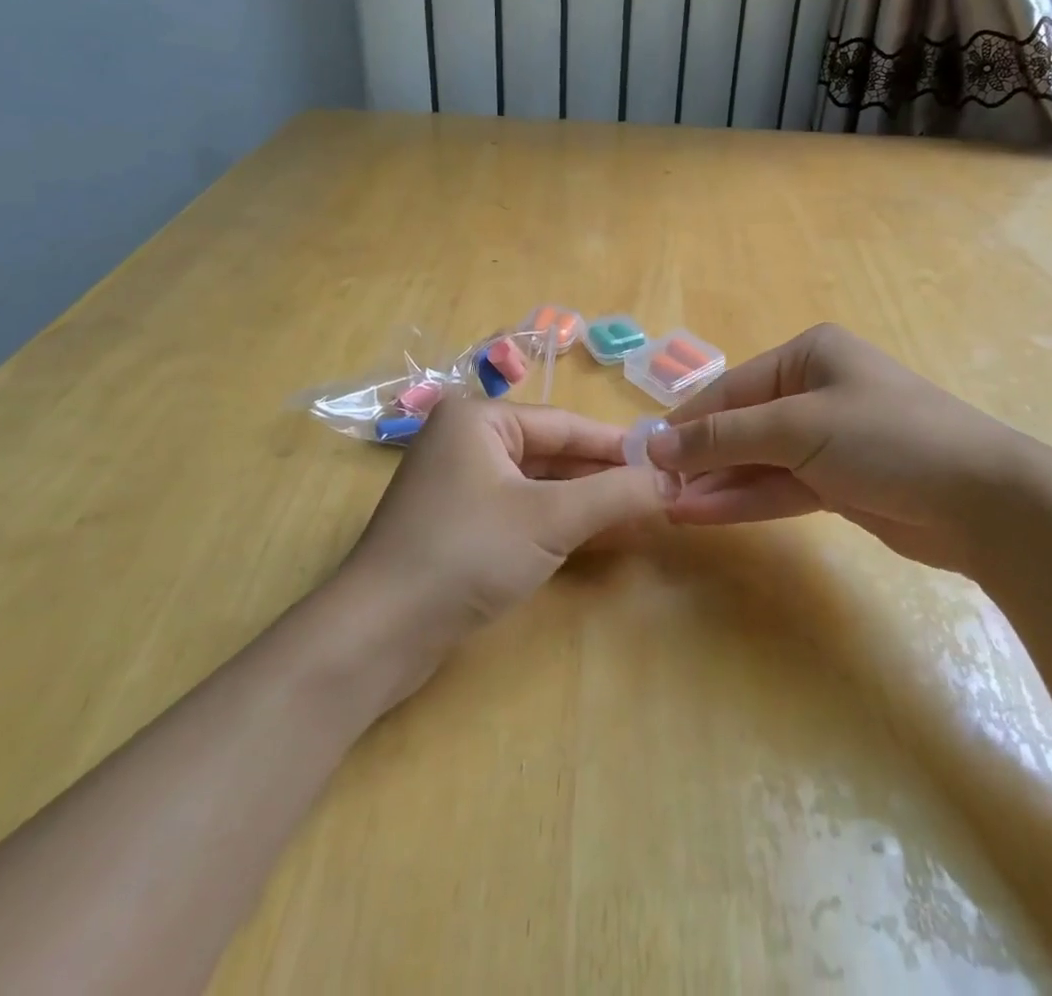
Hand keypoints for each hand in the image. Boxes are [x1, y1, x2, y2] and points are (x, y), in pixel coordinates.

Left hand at [340, 396, 679, 656]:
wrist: (378, 634)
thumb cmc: (466, 553)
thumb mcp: (550, 519)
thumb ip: (615, 495)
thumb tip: (674, 478)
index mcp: (479, 418)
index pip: (566, 424)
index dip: (618, 446)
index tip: (667, 462)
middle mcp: (466, 439)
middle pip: (552, 453)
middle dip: (603, 478)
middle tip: (659, 494)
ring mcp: (458, 483)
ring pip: (537, 485)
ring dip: (585, 503)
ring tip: (639, 517)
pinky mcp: (457, 523)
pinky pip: (519, 511)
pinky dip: (556, 523)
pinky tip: (596, 537)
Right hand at [645, 323, 1051, 576]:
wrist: (984, 501)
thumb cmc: (886, 437)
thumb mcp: (797, 427)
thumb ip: (724, 436)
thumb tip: (657, 442)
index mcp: (809, 355)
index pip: (732, 388)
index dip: (688, 421)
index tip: (647, 451)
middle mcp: (816, 390)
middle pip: (743, 425)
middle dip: (702, 457)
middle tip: (657, 487)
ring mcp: (828, 439)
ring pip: (758, 460)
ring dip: (718, 483)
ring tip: (671, 506)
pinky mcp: (839, 482)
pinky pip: (781, 486)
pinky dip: (747, 500)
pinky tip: (705, 514)